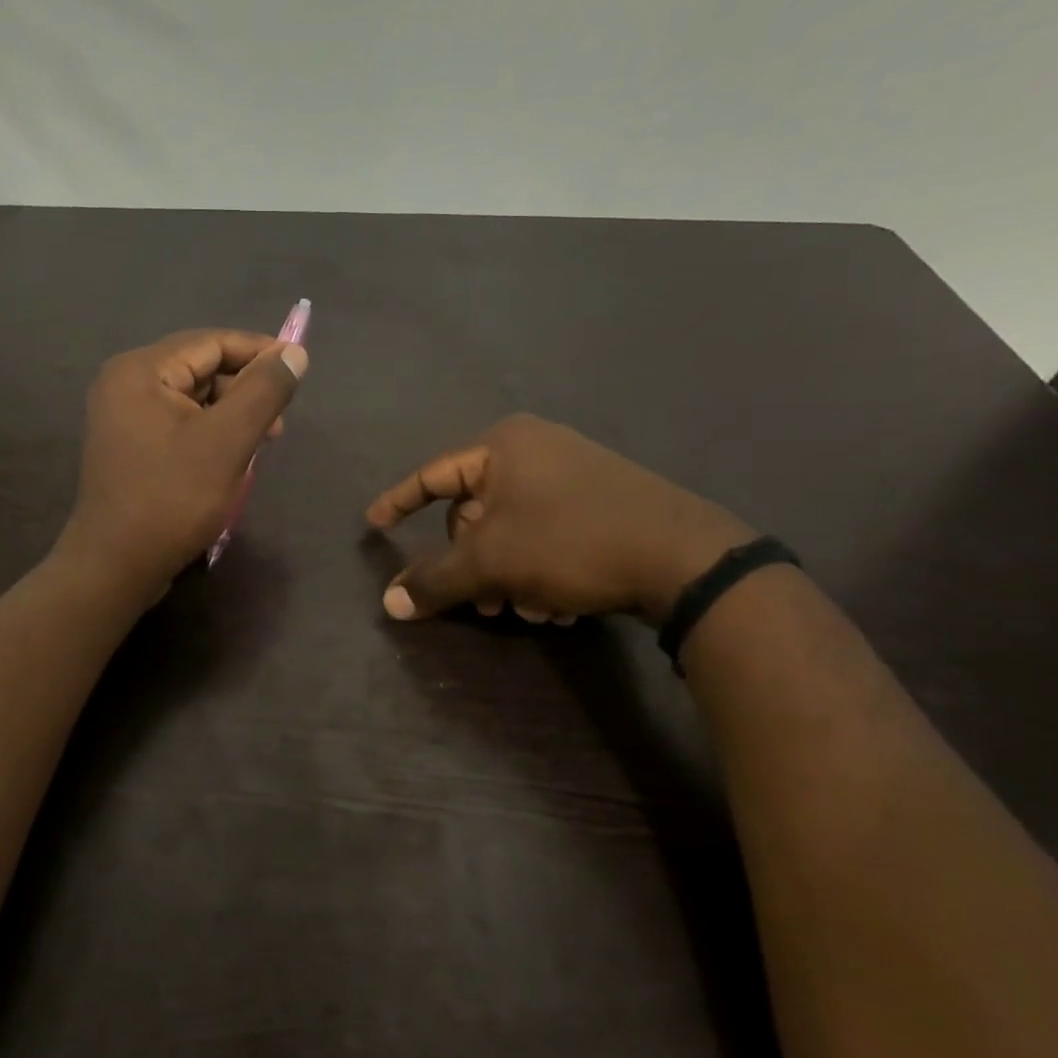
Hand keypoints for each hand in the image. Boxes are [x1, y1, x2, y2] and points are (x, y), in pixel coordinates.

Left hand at [59, 329, 308, 597]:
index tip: (299, 369)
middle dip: (244, 390)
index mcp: (140, 371)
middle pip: (199, 368)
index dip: (258, 352)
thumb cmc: (173, 499)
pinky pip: (177, 424)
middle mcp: (124, 383)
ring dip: (229, 415)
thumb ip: (263, 391)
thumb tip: (294, 353)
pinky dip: (208, 433)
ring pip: (190, 399)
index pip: (210, 342)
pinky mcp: (127, 446)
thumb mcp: (227, 441)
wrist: (116, 566)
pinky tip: (230, 459)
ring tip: (259, 446)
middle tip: (277, 425)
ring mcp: (121, 417)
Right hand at [366, 414, 753, 624]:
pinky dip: (540, 571)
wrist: (683, 558)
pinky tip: (559, 606)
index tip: (373, 524)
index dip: (398, 502)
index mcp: (503, 446)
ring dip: (507, 577)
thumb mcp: (491, 562)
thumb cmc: (569, 542)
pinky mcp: (603, 501)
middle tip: (479, 603)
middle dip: (472, 564)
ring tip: (528, 610)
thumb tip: (389, 602)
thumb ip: (434, 580)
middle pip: (475, 512)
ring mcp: (574, 473)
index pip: (432, 475)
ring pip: (512, 531)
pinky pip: (547, 535)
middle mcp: (536, 450)